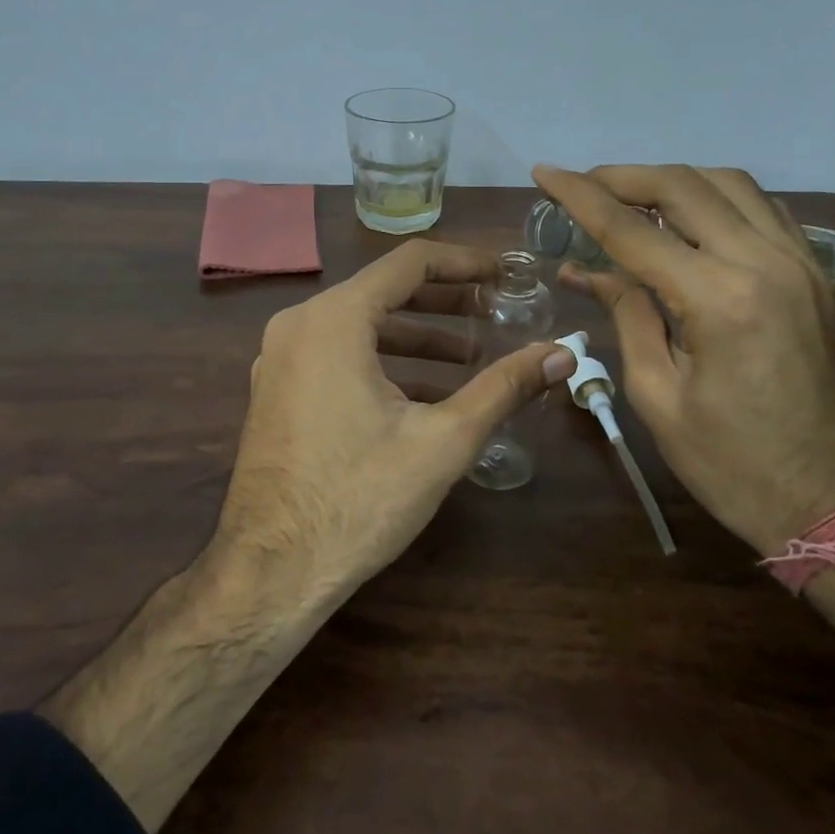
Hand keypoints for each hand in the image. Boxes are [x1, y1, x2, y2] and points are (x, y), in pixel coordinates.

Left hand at [214, 239, 575, 603]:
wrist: (272, 571)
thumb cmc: (359, 497)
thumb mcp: (443, 440)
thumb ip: (504, 387)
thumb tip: (563, 354)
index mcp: (334, 319)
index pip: (409, 262)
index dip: (464, 262)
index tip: (505, 274)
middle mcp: (299, 324)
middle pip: (382, 291)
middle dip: (444, 301)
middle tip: (494, 311)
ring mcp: (279, 358)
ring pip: (359, 326)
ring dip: (415, 336)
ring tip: (469, 356)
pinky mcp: (276, 390)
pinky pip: (336, 355)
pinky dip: (382, 362)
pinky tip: (422, 394)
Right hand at [533, 164, 834, 555]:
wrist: (832, 500)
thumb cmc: (731, 463)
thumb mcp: (658, 394)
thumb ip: (626, 315)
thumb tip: (584, 269)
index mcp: (719, 299)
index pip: (632, 229)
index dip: (580, 196)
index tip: (544, 173)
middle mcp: (764, 262)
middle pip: (684, 186)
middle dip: (623, 177)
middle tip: (581, 184)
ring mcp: (799, 262)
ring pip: (729, 183)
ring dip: (672, 180)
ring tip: (629, 197)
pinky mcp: (814, 274)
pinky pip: (762, 207)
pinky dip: (717, 196)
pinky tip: (689, 216)